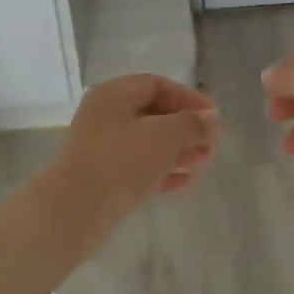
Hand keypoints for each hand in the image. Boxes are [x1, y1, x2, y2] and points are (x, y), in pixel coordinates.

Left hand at [49, 74, 219, 233]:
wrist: (79, 208)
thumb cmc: (123, 160)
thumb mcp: (166, 135)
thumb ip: (192, 123)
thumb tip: (210, 118)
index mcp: (114, 95)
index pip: (157, 85)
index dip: (189, 98)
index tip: (214, 118)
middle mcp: (104, 117)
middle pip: (153, 114)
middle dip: (186, 128)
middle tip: (211, 144)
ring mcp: (101, 149)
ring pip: (147, 143)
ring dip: (178, 150)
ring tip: (203, 162)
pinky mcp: (103, 178)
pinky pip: (138, 168)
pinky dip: (163, 171)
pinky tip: (186, 181)